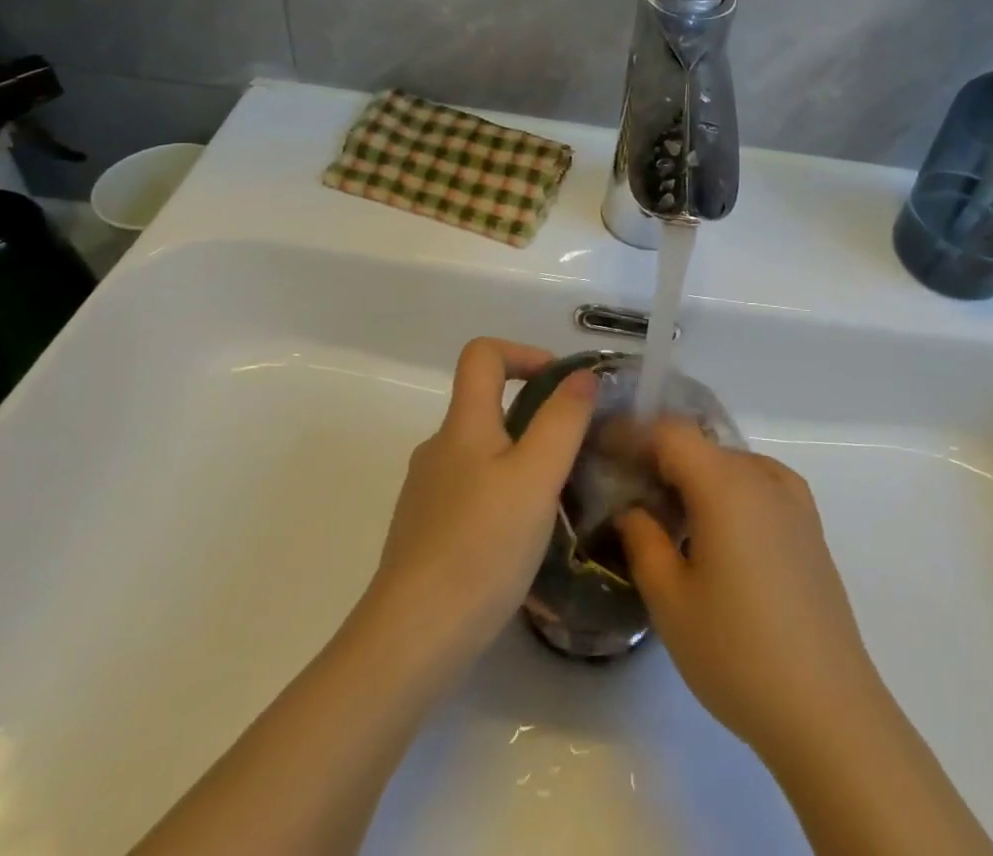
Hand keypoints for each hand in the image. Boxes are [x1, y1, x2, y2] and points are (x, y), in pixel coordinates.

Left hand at [369, 338, 596, 670]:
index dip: (524, 352)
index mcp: (462, 424)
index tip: (561, 384)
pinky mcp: (424, 532)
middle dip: (534, 415)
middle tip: (574, 452)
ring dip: (521, 460)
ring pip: (481, 453)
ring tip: (556, 501)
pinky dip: (501, 496)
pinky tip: (521, 540)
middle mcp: (438, 448)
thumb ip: (562, 421)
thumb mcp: (537, 477)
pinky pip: (471, 492)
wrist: (410, 640)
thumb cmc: (481, 547)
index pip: (483, 354)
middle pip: (485, 404)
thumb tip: (581, 376)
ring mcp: (427, 492)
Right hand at [615, 421, 883, 760]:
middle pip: (700, 445)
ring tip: (669, 518)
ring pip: (730, 464)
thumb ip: (642, 541)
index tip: (603, 454)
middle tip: (628, 494)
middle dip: (660, 459)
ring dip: (695, 477)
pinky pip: (758, 484)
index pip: (669, 432)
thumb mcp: (671, 602)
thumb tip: (632, 509)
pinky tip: (718, 534)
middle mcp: (762, 476)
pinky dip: (728, 492)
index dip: (632, 435)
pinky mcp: (810, 525)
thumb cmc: (738, 653)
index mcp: (725, 484)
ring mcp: (793, 499)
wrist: (828, 710)